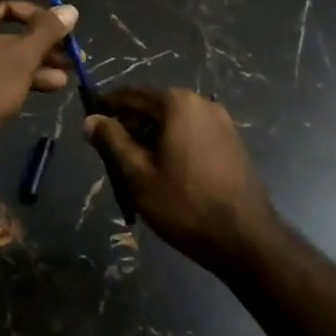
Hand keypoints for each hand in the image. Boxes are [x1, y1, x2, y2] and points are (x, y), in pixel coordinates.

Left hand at [0, 0, 80, 126]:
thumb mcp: (22, 56)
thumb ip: (48, 29)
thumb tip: (70, 10)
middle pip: (6, 9)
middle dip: (41, 23)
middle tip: (67, 35)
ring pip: (4, 38)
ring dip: (38, 49)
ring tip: (70, 64)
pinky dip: (22, 66)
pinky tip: (54, 83)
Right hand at [84, 88, 277, 272]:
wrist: (246, 240)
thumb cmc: (185, 205)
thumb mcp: (138, 175)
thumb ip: (112, 141)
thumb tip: (91, 119)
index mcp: (177, 104)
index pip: (130, 95)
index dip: (106, 107)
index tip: (89, 124)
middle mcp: (201, 103)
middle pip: (153, 107)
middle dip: (129, 126)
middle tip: (110, 155)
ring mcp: (221, 122)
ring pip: (172, 122)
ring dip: (150, 138)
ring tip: (135, 169)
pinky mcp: (231, 142)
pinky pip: (191, 134)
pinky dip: (172, 145)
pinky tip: (165, 173)